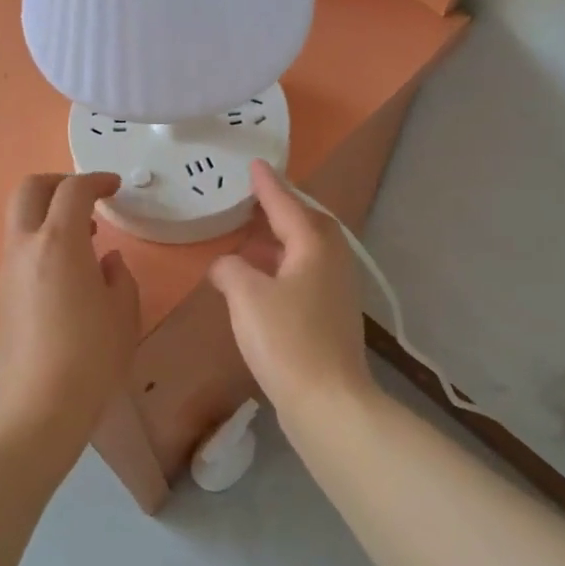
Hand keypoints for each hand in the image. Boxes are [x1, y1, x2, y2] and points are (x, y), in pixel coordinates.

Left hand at [0, 173, 141, 459]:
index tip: (114, 187)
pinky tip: (67, 271)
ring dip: (48, 213)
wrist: (41, 406)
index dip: (95, 180)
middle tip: (87, 198)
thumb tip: (107, 260)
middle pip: (29, 189)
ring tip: (84, 238)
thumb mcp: (123, 312)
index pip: (72, 190)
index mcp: (59, 243)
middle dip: (58, 183)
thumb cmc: (92, 356)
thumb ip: (119, 275)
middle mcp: (26, 247)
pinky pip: (19, 248)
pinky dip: (41, 240)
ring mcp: (7, 270)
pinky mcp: (2, 293)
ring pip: (19, 219)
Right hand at [210, 162, 372, 421]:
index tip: (255, 165)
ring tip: (254, 238)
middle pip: (308, 224)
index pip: (287, 205)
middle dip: (284, 209)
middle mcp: (332, 261)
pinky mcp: (332, 316)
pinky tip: (263, 282)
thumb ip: (230, 270)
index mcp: (314, 246)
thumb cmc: (286, 340)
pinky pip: (306, 274)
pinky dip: (284, 267)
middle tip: (257, 200)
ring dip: (282, 240)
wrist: (329, 401)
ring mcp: (337, 290)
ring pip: (308, 251)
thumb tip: (227, 266)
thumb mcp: (246, 296)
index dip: (268, 185)